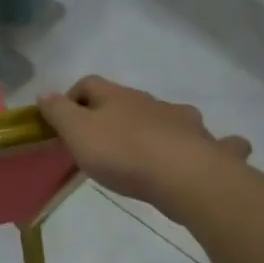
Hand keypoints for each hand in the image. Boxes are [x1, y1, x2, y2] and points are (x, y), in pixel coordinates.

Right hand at [38, 77, 250, 228]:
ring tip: (153, 148)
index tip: (63, 119)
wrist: (186, 178)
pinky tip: (218, 152)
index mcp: (117, 97)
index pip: (89, 84)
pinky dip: (218, 146)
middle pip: (129, 100)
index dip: (73, 97)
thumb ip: (58, 112)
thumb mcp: (77, 133)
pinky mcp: (211, 149)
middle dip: (116, 114)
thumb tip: (45, 93)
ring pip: (172, 117)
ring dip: (162, 126)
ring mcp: (186, 123)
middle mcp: (153, 103)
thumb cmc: (123, 153)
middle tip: (104, 141)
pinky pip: (218, 144)